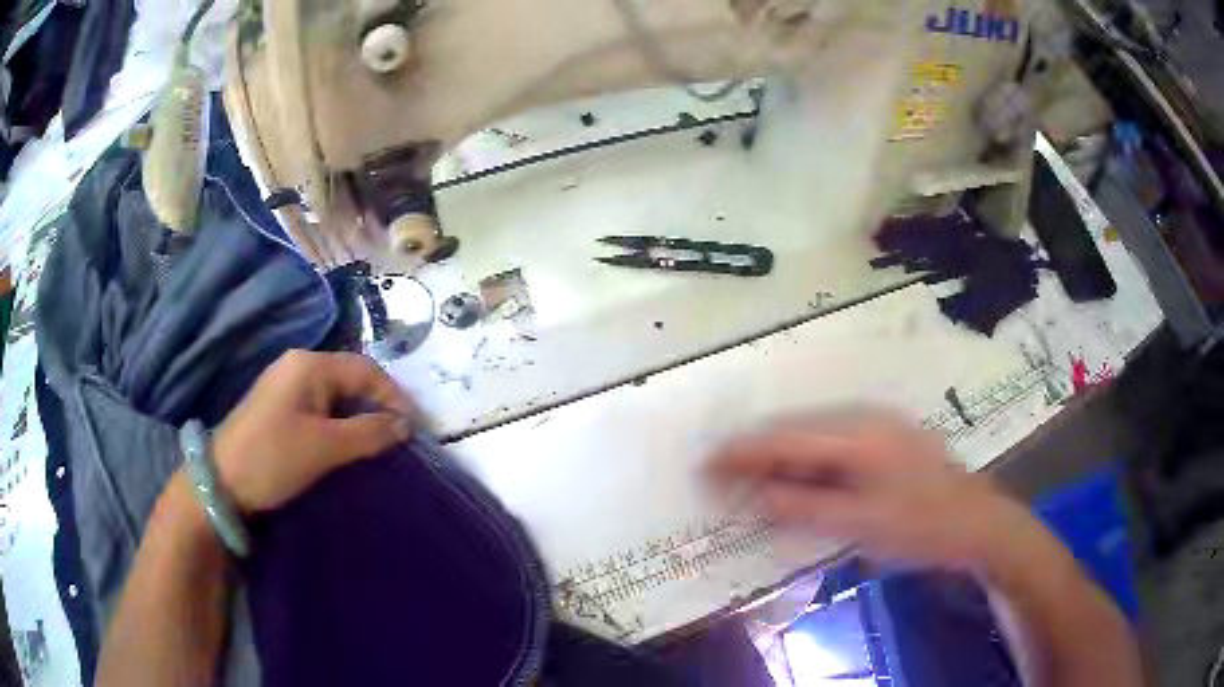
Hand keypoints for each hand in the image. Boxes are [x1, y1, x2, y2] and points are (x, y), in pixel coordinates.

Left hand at [211, 350, 413, 512]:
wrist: (222, 483)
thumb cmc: (274, 458)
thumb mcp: (325, 448)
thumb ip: (368, 433)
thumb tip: (405, 426)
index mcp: (309, 366)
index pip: (365, 369)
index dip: (394, 396)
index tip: (414, 428)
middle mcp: (298, 366)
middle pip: (350, 377)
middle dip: (378, 404)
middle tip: (399, 436)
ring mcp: (286, 386)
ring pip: (336, 394)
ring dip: (360, 415)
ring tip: (379, 443)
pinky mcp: (279, 406)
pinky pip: (320, 407)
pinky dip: (340, 422)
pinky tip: (348, 443)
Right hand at [710, 409, 1038, 570]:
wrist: (978, 522)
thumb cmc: (921, 527)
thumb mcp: (861, 524)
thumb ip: (805, 507)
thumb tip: (756, 493)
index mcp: (857, 434)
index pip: (786, 437)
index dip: (742, 451)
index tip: (705, 465)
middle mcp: (864, 417)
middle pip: (796, 428)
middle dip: (756, 450)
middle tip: (721, 475)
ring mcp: (878, 424)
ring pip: (813, 433)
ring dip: (779, 454)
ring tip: (749, 478)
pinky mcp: (886, 437)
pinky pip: (833, 442)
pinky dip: (806, 458)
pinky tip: (797, 476)